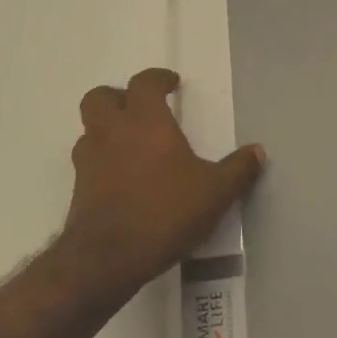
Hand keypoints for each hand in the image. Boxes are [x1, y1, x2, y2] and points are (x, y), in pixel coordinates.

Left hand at [56, 68, 265, 302]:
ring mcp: (89, 160)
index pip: (144, 82)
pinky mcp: (78, 189)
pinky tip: (120, 179)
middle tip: (140, 109)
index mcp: (145, 121)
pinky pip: (87, 162)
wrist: (107, 259)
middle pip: (100, 97)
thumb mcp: (215, 192)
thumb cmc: (164, 212)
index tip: (172, 84)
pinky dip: (100, 161)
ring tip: (129, 144)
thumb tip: (258, 151)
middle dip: (118, 96)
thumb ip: (237, 170)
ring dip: (106, 128)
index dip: (158, 78)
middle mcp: (112, 132)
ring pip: (89, 128)